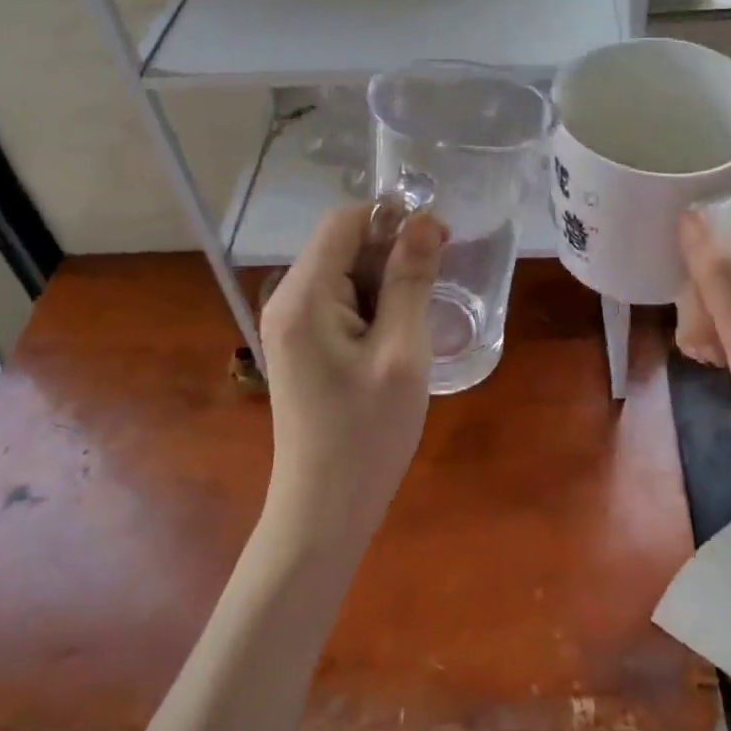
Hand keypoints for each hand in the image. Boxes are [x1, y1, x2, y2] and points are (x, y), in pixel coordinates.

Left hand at [259, 205, 446, 546]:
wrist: (325, 512)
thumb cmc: (366, 434)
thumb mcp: (402, 352)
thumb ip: (411, 280)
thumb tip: (425, 221)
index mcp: (304, 296)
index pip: (344, 221)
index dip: (392, 218)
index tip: (440, 240)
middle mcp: (289, 300)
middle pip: (344, 245)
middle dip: (393, 250)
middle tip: (440, 280)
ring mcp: (293, 325)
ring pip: (347, 273)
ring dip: (388, 280)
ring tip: (423, 314)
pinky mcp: (305, 346)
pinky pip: (343, 303)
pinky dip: (376, 305)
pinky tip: (401, 333)